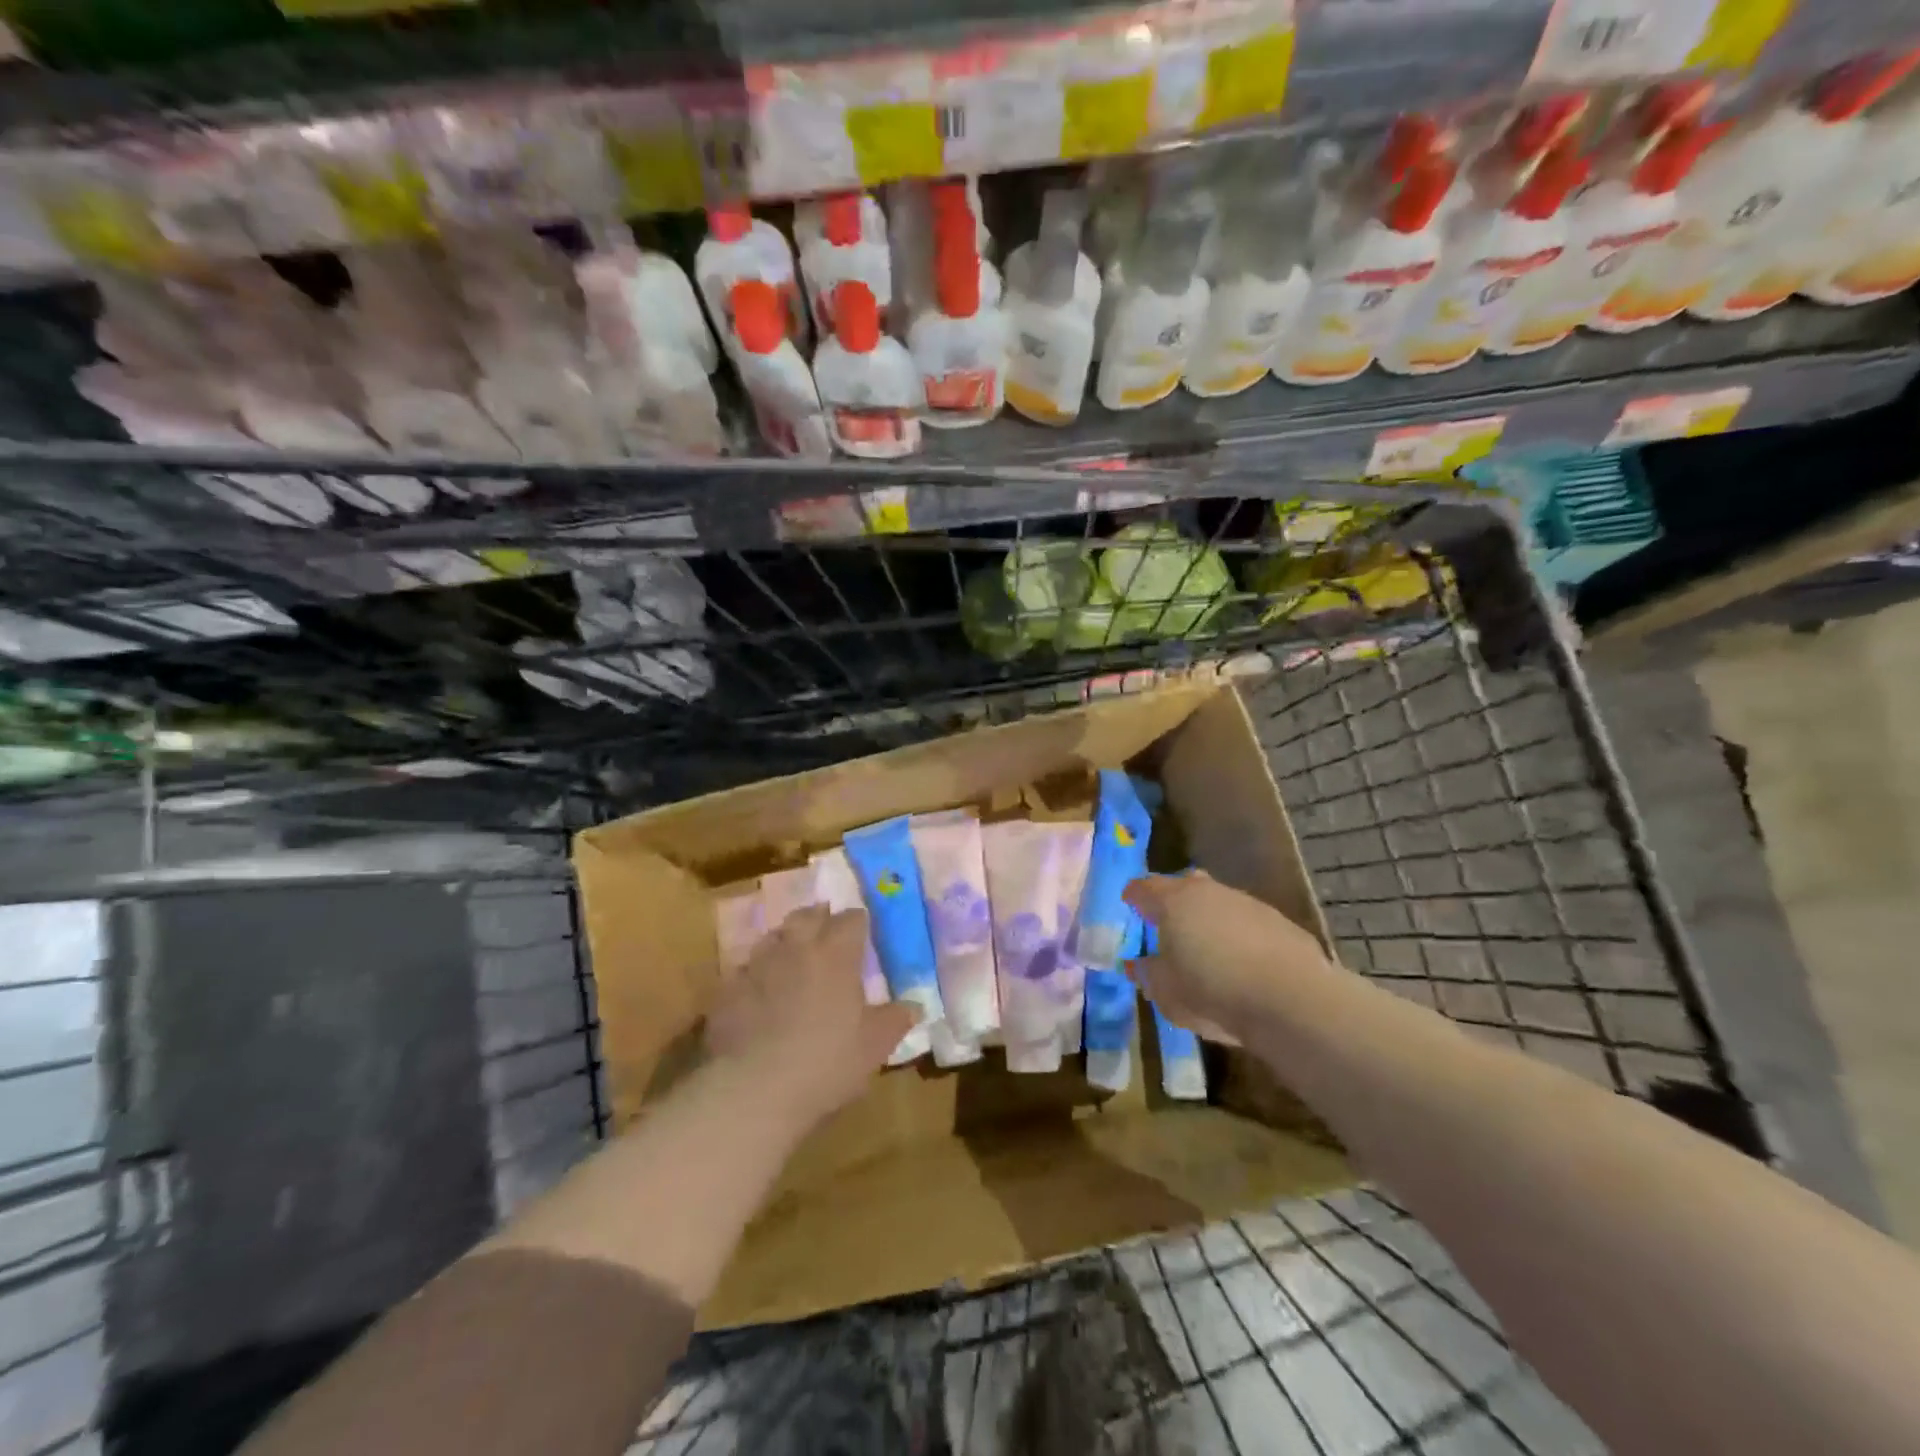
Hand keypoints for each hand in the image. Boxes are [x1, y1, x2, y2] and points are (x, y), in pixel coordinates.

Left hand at [704, 906, 915, 1127]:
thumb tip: (914, 1006)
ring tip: (792, 959)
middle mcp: (796, 948)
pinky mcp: (727, 989)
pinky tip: (758, 992)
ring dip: (785, 942)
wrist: (755, 1089)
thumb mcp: (874, 1046)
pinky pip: (744, 969)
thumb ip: (895, 1020)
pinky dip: (755, 974)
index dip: (858, 923)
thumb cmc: (827, 1062)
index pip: (851, 919)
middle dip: (819, 919)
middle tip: (826, 934)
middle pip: (807, 915)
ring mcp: (757, 965)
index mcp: (836, 954)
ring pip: (773, 937)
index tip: (863, 933)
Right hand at [1122, 872, 1332, 1044]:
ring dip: (1210, 919)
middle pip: (1185, 886)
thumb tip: (1137, 963)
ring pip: (1219, 903)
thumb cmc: (1211, 990)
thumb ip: (1148, 973)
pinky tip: (1243, 963)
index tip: (1129, 905)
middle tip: (1167, 923)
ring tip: (1207, 948)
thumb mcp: (1165, 991)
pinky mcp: (1280, 922)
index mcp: (1173, 901)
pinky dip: (1240, 936)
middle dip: (1174, 901)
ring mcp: (1248, 903)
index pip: (1144, 888)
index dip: (1134, 897)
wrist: (1292, 999)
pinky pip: (1248, 923)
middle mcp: (1209, 892)